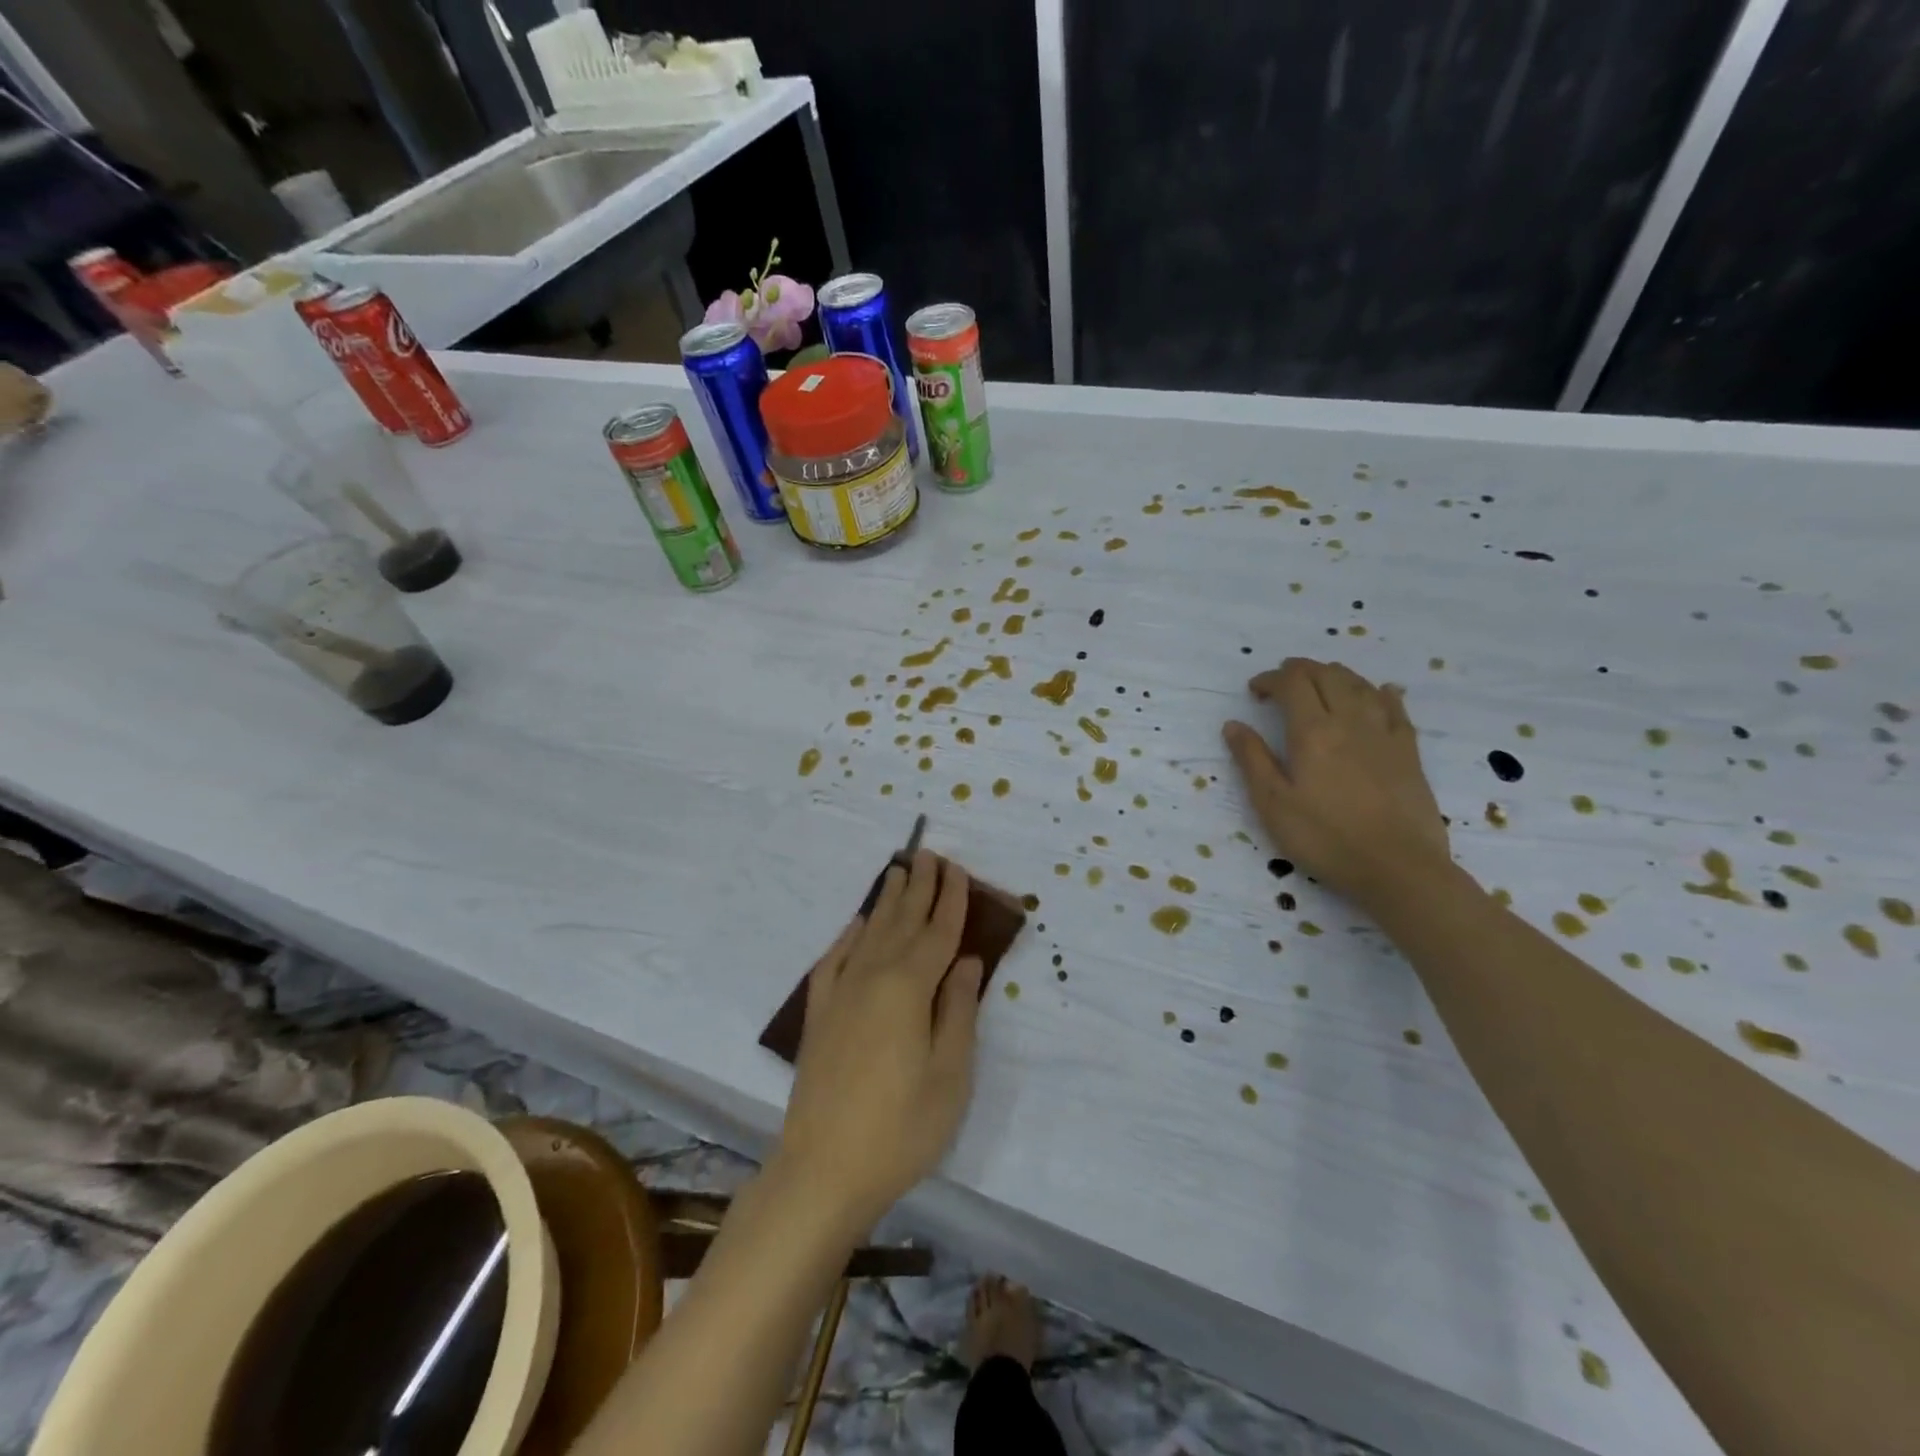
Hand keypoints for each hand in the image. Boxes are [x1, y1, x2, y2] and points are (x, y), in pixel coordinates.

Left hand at [773, 850, 983, 1229]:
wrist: (823, 1171)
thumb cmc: (901, 1128)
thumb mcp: (950, 1075)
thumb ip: (959, 1009)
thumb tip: (965, 959)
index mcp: (909, 988)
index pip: (937, 932)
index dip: (950, 899)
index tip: (957, 869)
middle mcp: (872, 977)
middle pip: (901, 921)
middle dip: (918, 886)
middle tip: (928, 853)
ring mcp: (841, 994)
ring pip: (869, 933)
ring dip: (886, 901)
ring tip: (897, 871)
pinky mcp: (820, 1015)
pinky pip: (834, 960)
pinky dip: (847, 936)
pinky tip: (855, 924)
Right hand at [1223, 658, 1451, 913]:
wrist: (1398, 867)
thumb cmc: (1325, 838)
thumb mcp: (1273, 804)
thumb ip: (1252, 759)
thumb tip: (1233, 724)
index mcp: (1312, 732)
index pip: (1292, 683)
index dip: (1271, 679)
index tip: (1255, 692)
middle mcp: (1350, 721)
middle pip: (1326, 675)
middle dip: (1300, 670)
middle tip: (1282, 683)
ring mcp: (1384, 733)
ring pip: (1360, 684)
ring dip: (1335, 675)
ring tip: (1320, 683)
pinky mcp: (1408, 751)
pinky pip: (1396, 707)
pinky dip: (1381, 692)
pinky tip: (1379, 692)